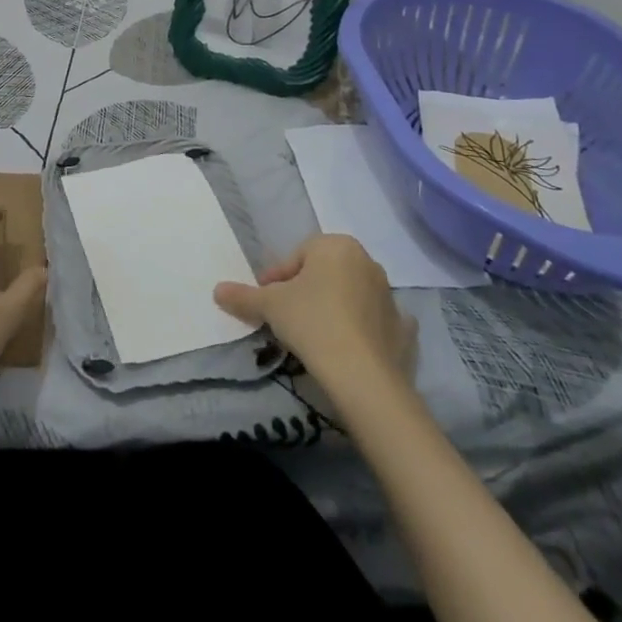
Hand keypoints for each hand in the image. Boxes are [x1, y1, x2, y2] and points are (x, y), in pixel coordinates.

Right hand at [215, 234, 412, 389]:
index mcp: (336, 246)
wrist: (364, 376)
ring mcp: (390, 296)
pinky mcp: (404, 329)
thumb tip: (217, 290)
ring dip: (335, 307)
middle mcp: (367, 262)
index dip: (278, 278)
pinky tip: (354, 345)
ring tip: (315, 335)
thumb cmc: (312, 323)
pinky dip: (367, 329)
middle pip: (326, 272)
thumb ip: (243, 295)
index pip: (298, 255)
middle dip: (307, 289)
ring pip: (353, 295)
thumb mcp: (270, 306)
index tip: (266, 301)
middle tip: (288, 316)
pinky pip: (379, 321)